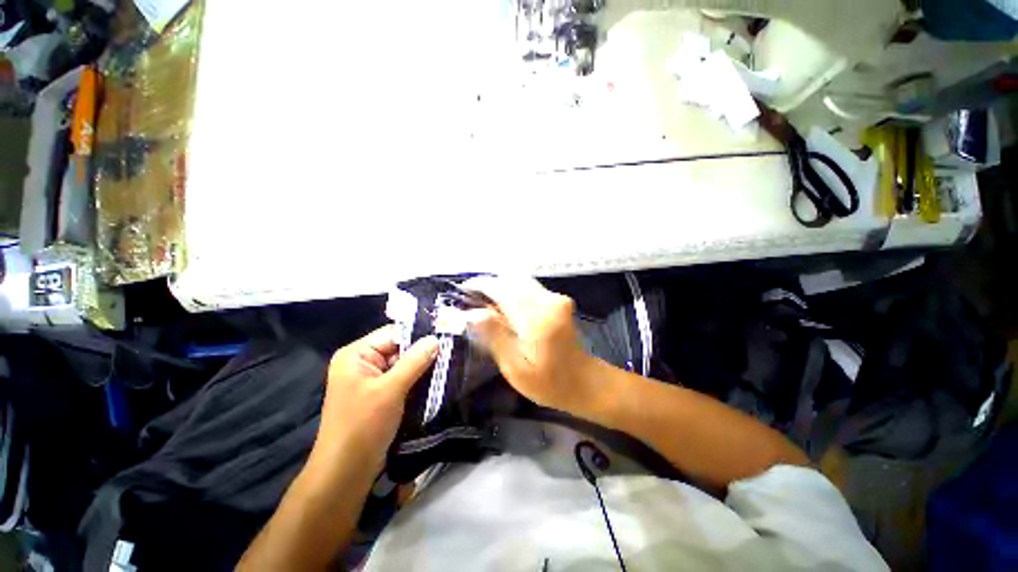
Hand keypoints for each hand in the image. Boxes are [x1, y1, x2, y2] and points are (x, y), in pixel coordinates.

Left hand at [313, 326, 438, 472]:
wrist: (345, 473)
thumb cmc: (362, 426)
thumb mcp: (390, 389)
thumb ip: (414, 361)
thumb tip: (436, 338)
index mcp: (356, 354)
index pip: (393, 333)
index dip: (419, 333)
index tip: (446, 334)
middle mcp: (363, 363)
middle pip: (399, 348)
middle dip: (424, 352)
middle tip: (451, 350)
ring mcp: (371, 380)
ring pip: (404, 365)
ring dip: (423, 367)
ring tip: (449, 363)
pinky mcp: (380, 395)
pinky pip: (403, 380)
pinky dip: (418, 380)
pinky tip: (437, 379)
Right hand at [462, 277, 596, 414]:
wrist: (583, 381)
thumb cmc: (548, 382)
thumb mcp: (515, 368)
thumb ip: (495, 337)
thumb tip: (472, 313)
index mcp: (537, 318)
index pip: (503, 288)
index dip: (480, 285)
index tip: (463, 290)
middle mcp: (549, 300)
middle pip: (511, 279)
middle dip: (489, 285)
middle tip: (471, 299)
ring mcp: (556, 297)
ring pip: (520, 281)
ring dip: (500, 287)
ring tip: (484, 303)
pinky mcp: (558, 299)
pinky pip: (529, 287)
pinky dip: (512, 291)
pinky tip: (504, 307)